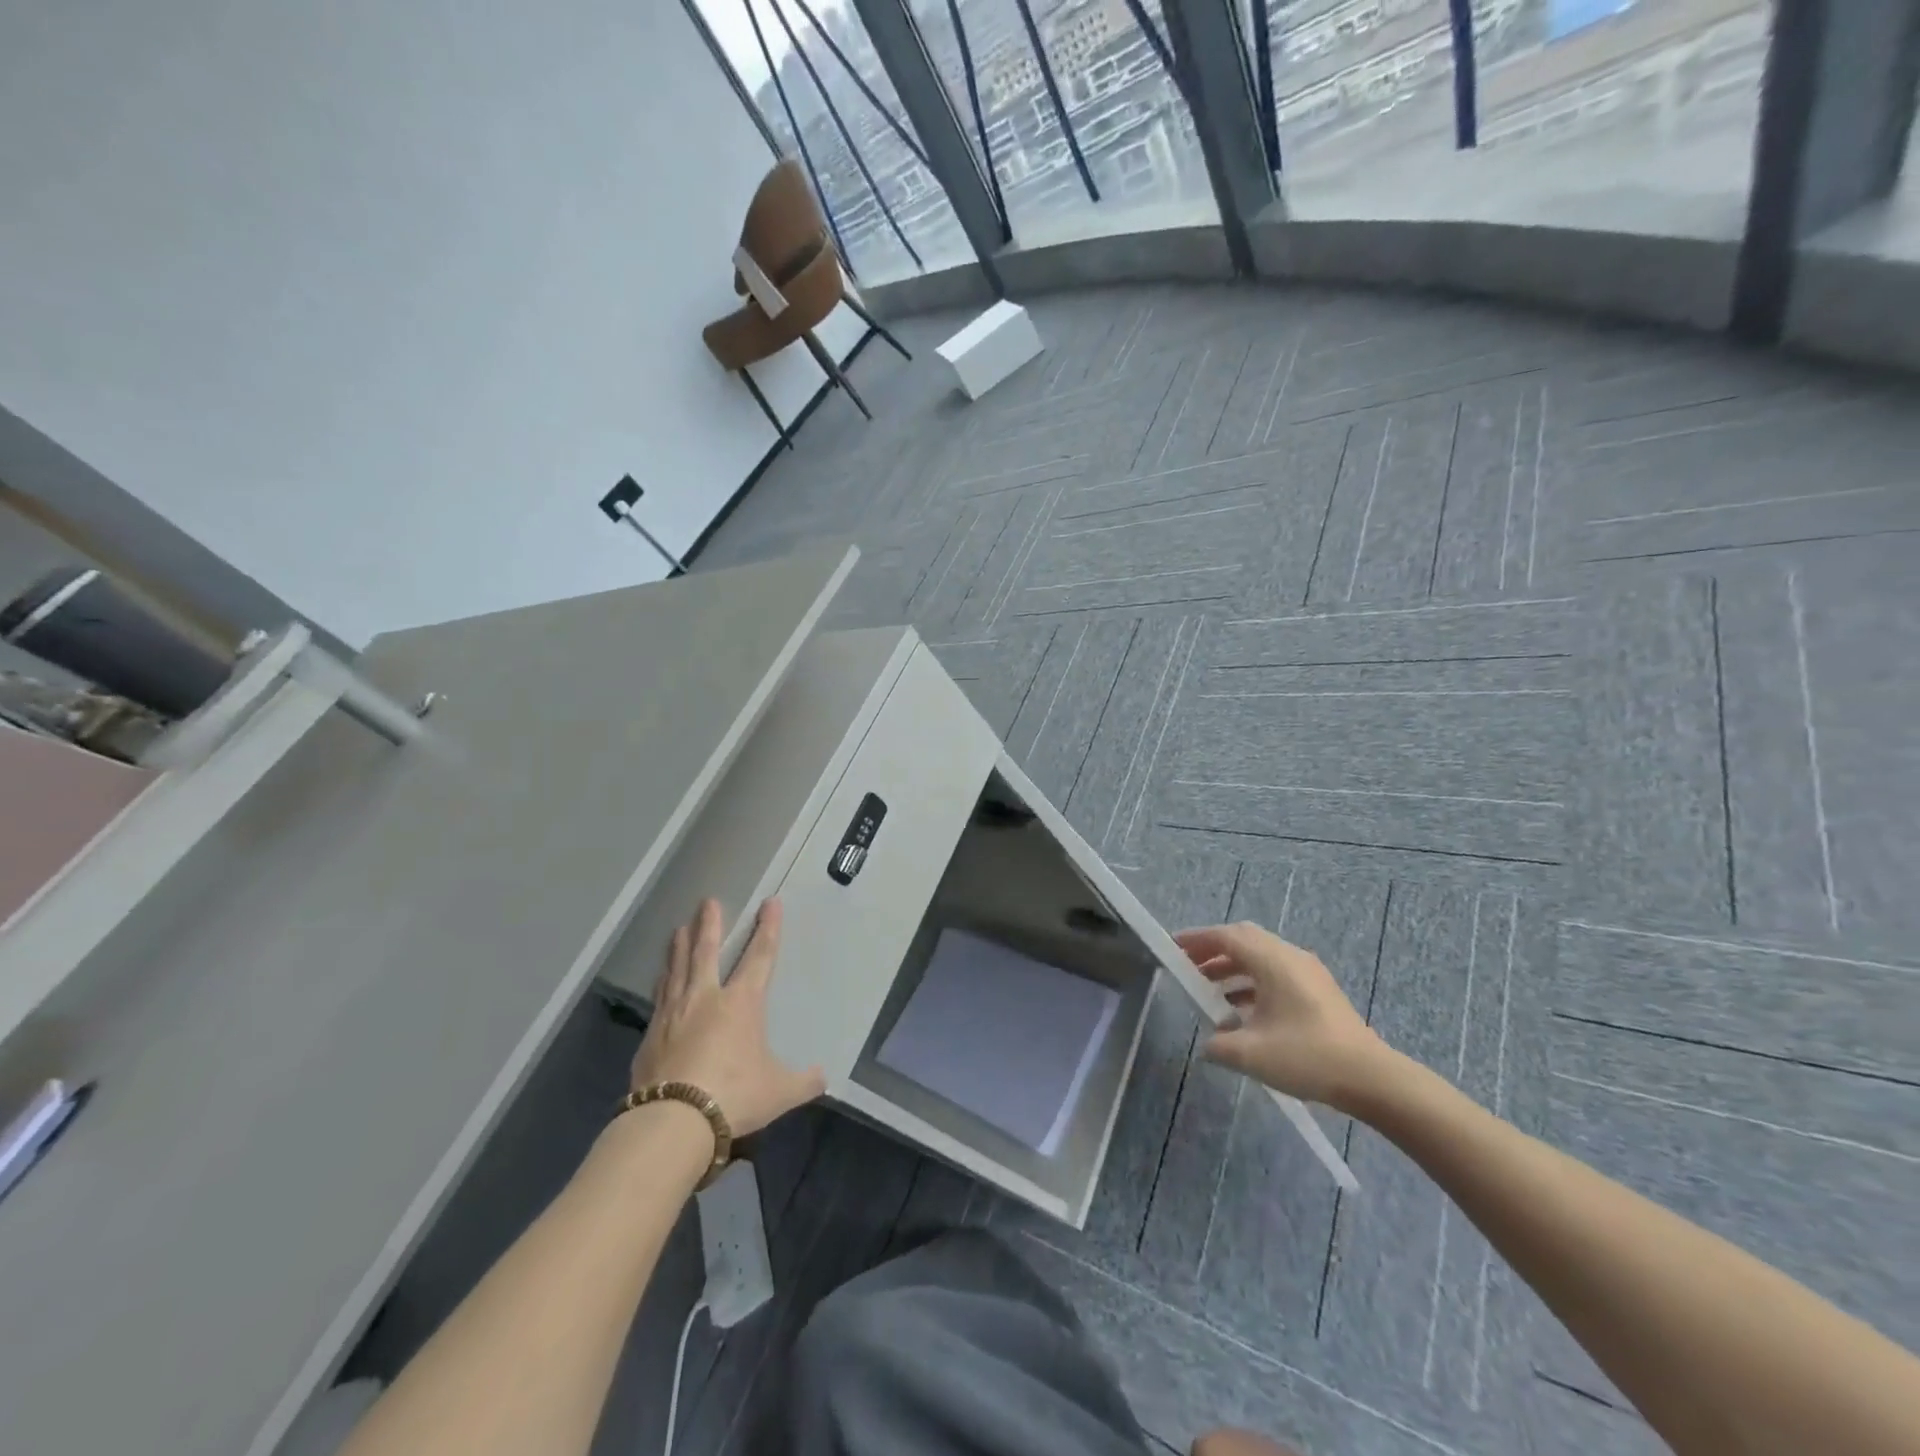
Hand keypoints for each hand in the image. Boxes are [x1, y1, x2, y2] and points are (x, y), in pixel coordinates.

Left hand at [631, 898, 824, 1136]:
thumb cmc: (733, 1095)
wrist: (673, 1121)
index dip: (768, 928)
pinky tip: (660, 977)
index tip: (770, 903)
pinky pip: (659, 997)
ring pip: (678, 969)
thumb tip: (823, 1077)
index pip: (760, 956)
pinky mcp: (651, 1035)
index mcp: (742, 1003)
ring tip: (679, 929)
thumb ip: (802, 1081)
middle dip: (709, 924)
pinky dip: (662, 981)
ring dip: (680, 946)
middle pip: (707, 952)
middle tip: (707, 901)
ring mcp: (674, 1014)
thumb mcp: (778, 1091)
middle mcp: (706, 998)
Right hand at [1173, 922, 1391, 1111]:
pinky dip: (1252, 983)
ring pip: (1260, 958)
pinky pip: (1275, 974)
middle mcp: (1290, 957)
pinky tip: (1241, 1013)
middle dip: (1213, 951)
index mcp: (1272, 961)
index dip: (1197, 939)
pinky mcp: (1318, 991)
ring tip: (1209, 991)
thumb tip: (1208, 1043)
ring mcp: (1307, 973)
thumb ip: (1219, 1045)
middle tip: (1188, 966)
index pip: (1227, 937)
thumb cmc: (1307, 1057)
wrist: (1372, 1079)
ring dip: (1232, 969)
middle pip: (1244, 940)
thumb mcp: (1251, 1054)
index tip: (1173, 947)